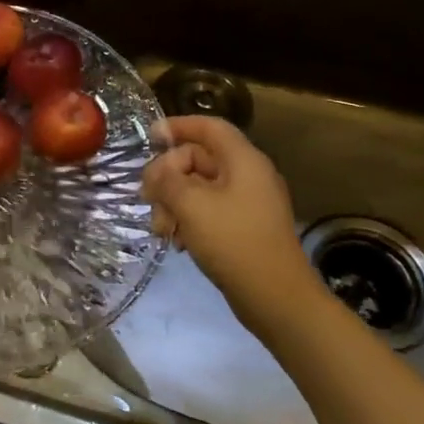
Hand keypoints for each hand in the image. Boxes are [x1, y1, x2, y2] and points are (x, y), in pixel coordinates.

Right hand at [141, 116, 319, 327]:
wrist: (275, 297)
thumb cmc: (233, 241)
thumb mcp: (190, 204)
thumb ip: (166, 179)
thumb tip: (156, 171)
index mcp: (243, 161)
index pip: (209, 127)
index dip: (178, 126)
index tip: (149, 137)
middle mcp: (248, 175)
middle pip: (198, 159)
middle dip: (167, 176)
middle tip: (147, 198)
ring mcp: (247, 203)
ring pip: (198, 188)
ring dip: (173, 202)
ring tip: (161, 229)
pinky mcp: (243, 227)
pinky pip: (208, 210)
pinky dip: (187, 219)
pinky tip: (176, 241)